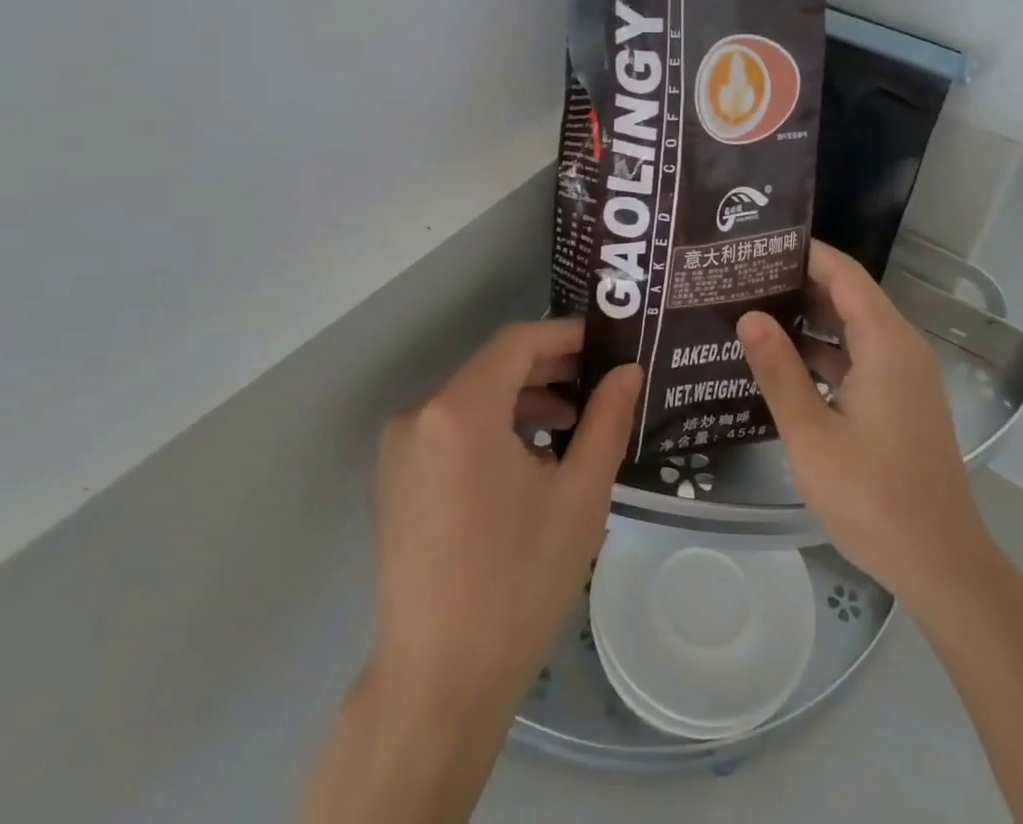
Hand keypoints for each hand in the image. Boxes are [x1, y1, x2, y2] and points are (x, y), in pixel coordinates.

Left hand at [366, 319, 640, 717]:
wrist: (437, 686)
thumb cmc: (518, 581)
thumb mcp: (579, 495)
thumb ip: (606, 420)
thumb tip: (627, 370)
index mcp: (459, 409)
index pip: (518, 341)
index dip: (566, 336)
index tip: (608, 345)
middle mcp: (419, 415)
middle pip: (494, 369)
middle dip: (550, 370)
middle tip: (601, 385)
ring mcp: (400, 451)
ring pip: (473, 401)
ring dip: (524, 403)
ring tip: (573, 428)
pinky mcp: (395, 482)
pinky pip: (452, 432)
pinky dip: (494, 431)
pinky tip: (530, 463)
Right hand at [737, 242, 988, 610]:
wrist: (941, 564)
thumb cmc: (872, 497)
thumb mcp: (811, 433)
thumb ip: (778, 370)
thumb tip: (748, 316)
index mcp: (886, 343)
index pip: (843, 273)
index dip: (804, 253)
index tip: (758, 245)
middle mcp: (901, 348)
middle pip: (848, 296)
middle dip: (798, 284)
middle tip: (743, 278)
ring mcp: (905, 376)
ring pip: (853, 329)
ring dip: (809, 320)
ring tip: (753, 312)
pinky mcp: (902, 401)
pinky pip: (860, 358)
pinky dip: (825, 352)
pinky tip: (783, 363)